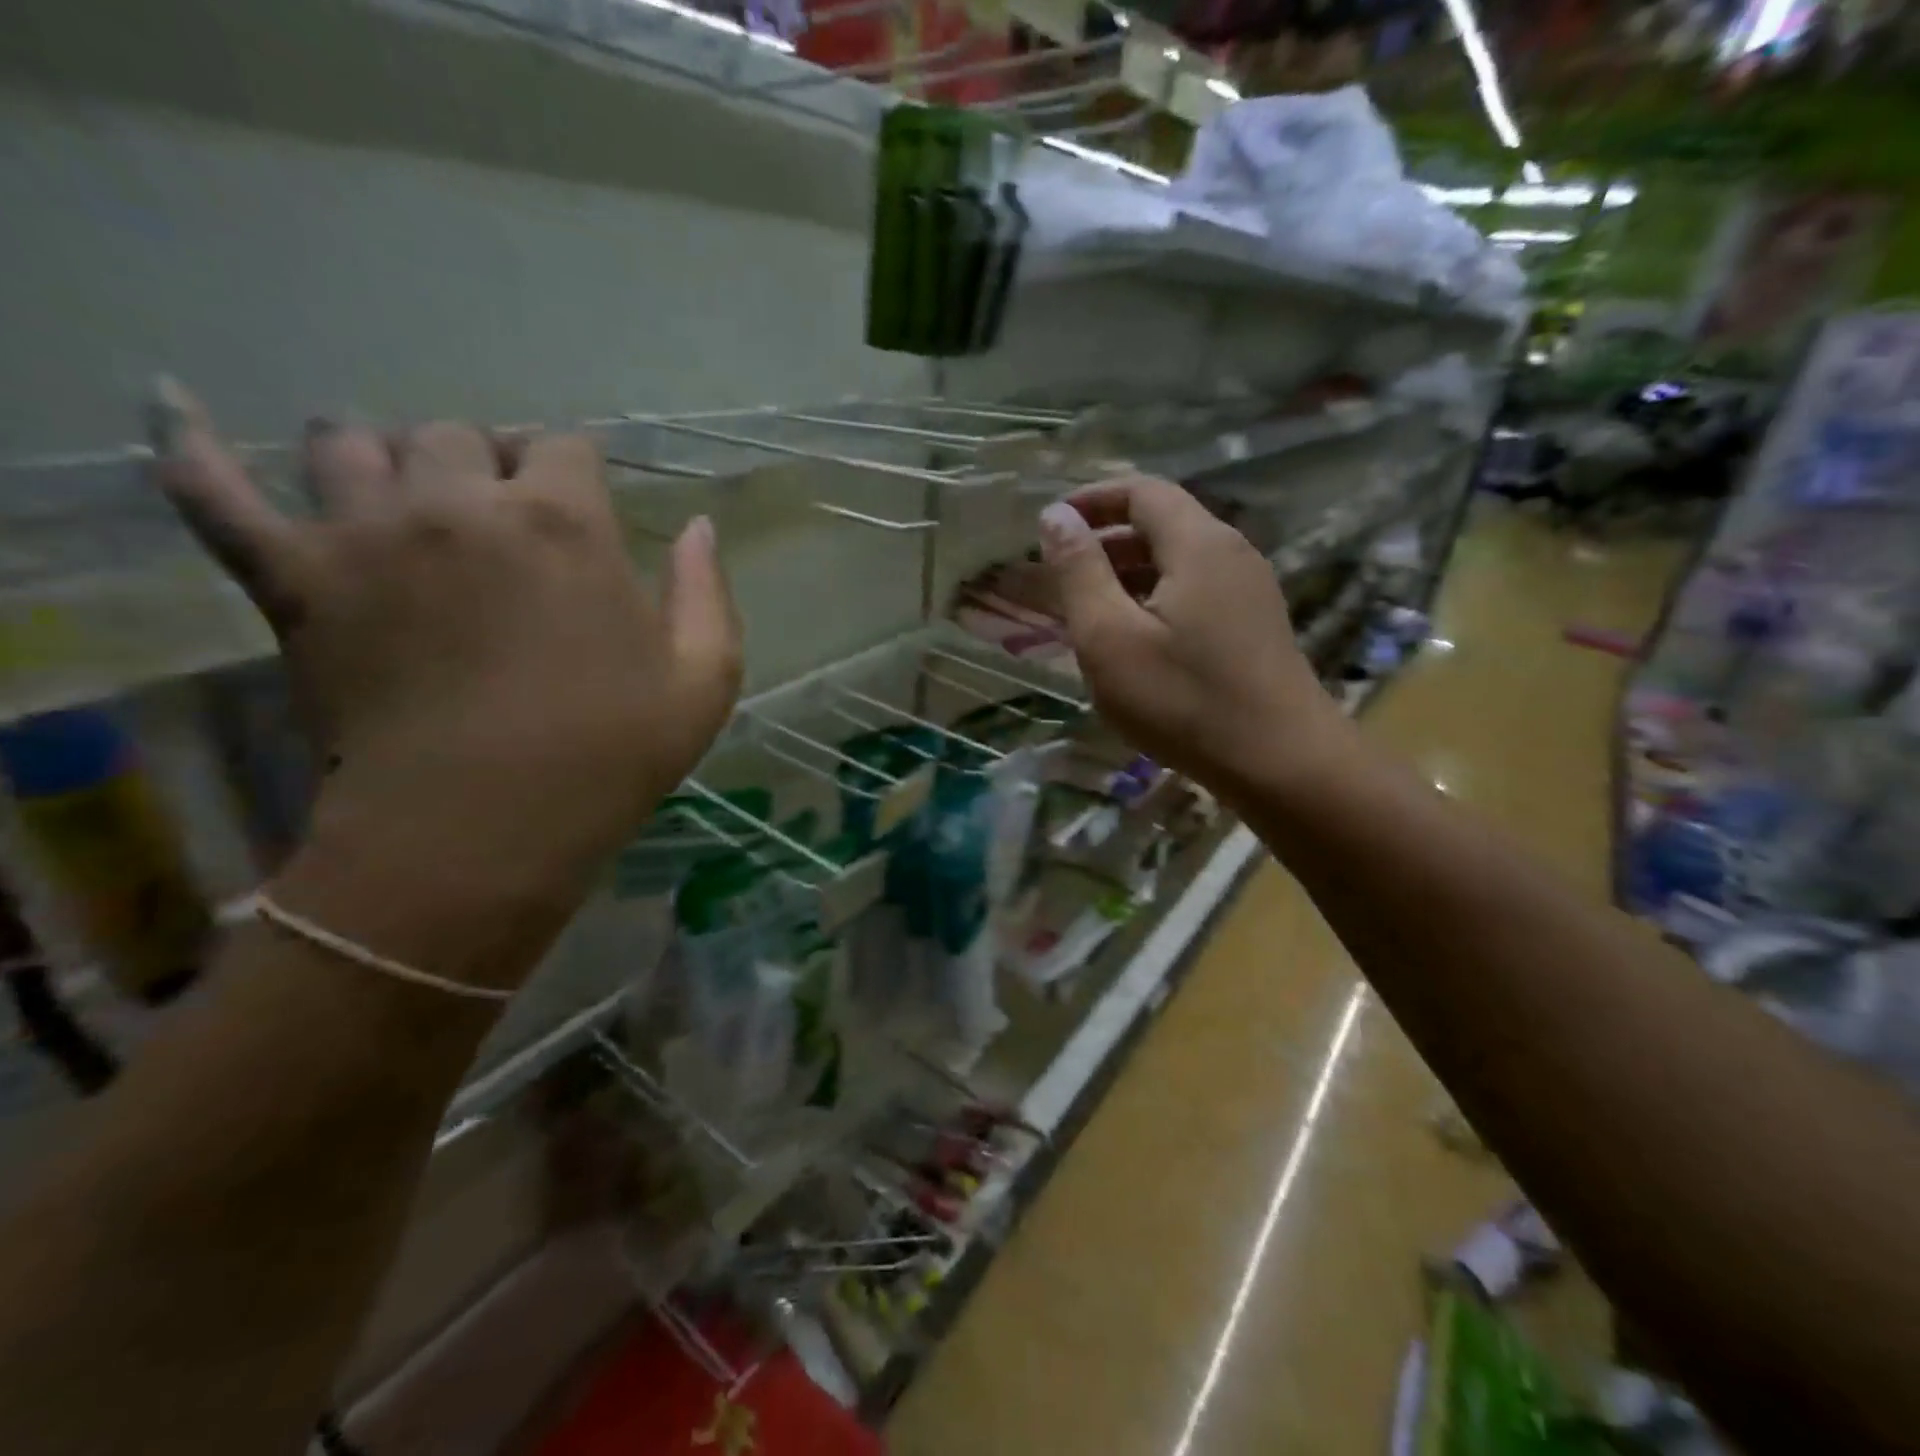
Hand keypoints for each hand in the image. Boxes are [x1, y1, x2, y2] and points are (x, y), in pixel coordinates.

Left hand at [148, 379, 741, 984]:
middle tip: (502, 516)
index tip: (582, 505)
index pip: (565, 446)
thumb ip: (708, 593)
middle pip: (459, 434)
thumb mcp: (703, 681)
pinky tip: (167, 401)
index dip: (577, 471)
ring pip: (352, 442)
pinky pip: (214, 491)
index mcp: (564, 522)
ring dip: (385, 457)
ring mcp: (364, 534)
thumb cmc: (609, 754)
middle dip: (488, 463)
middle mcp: (460, 503)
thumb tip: (701, 527)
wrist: (482, 831)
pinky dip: (191, 444)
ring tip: (403, 494)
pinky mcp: (292, 579)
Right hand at [1038, 476, 1352, 798]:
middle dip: (1105, 541)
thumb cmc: (1184, 700)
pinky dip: (1154, 599)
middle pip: (1161, 524)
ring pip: (1177, 562)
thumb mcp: (1110, 637)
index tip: (1051, 525)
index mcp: (1198, 543)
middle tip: (1061, 577)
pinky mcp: (1254, 626)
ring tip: (1087, 612)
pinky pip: (1195, 592)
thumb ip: (1079, 572)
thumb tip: (1057, 516)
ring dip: (1128, 575)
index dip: (1092, 499)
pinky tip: (1133, 642)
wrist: (1281, 763)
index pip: (1141, 491)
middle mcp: (1230, 553)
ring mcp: (1249, 591)